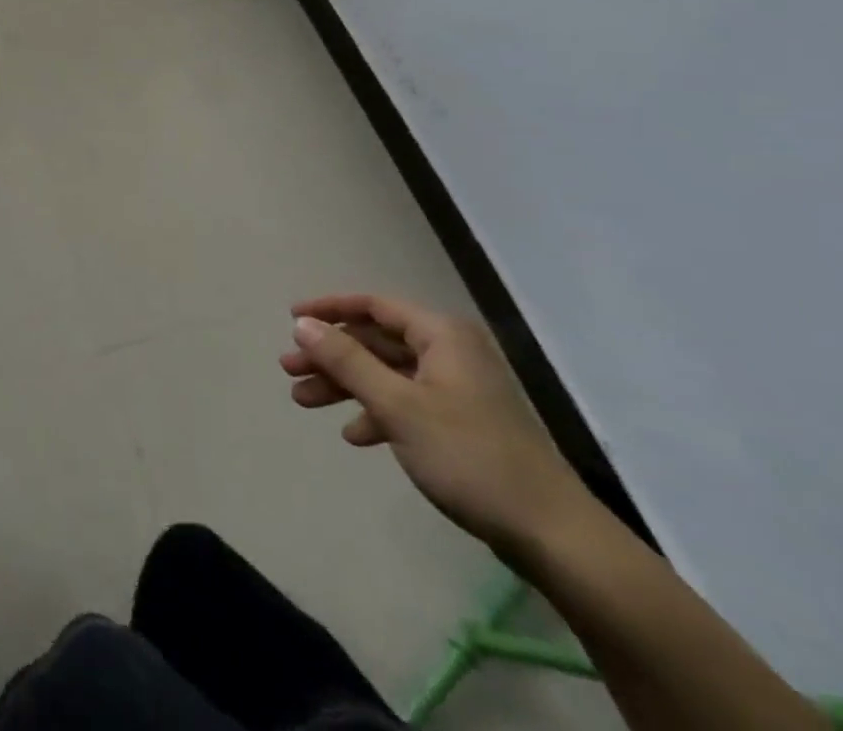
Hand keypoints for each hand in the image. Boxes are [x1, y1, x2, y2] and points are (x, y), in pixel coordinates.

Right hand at [279, 293, 590, 556]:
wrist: (553, 536)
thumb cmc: (470, 457)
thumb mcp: (397, 406)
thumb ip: (347, 360)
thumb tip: (303, 324)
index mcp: (440, 335)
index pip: (373, 305)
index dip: (329, 309)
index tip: (291, 319)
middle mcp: (449, 352)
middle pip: (376, 341)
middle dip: (331, 355)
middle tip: (290, 370)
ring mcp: (457, 389)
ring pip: (387, 374)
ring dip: (346, 385)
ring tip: (304, 401)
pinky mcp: (462, 424)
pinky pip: (406, 403)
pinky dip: (376, 413)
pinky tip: (355, 435)